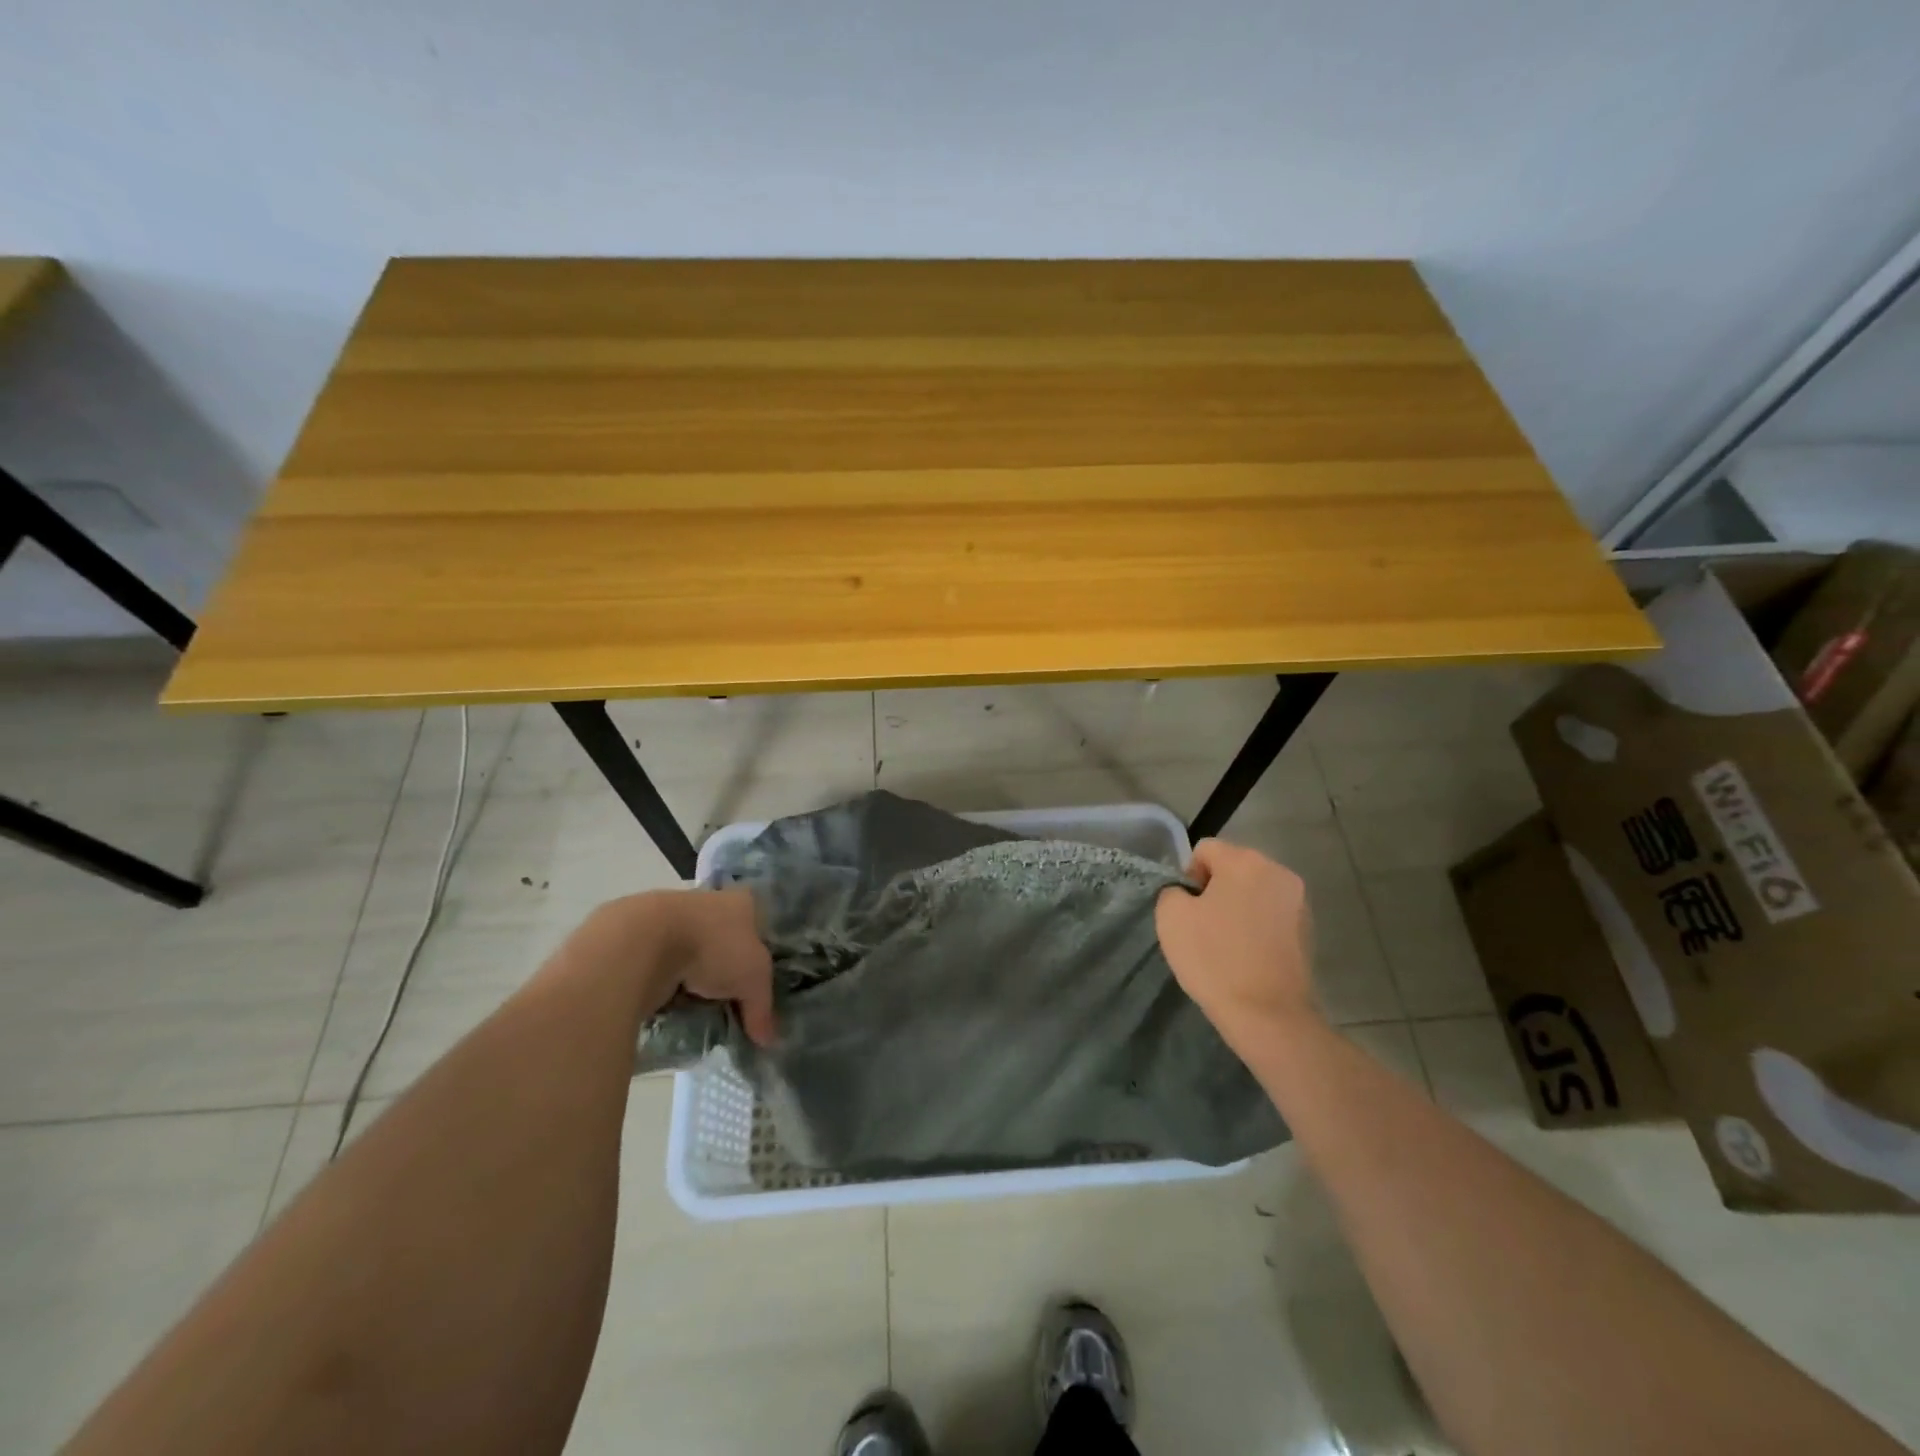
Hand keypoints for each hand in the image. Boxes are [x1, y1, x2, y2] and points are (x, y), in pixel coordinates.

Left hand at [569, 889, 776, 1045]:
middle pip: (724, 939)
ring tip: (696, 1006)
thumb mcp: (753, 981)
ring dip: (692, 975)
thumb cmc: (714, 947)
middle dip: (725, 969)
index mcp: (741, 902)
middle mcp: (708, 901)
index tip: (756, 984)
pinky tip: (668, 1002)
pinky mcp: (638, 936)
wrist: (644, 942)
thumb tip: (767, 1040)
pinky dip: (665, 981)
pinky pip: (660, 962)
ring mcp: (671, 916)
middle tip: (728, 1001)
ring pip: (690, 951)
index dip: (761, 954)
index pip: (759, 927)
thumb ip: (762, 1008)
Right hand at [1155, 839, 1317, 1049]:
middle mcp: (1278, 872)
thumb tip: (1187, 892)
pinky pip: (1270, 914)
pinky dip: (1256, 926)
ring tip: (1226, 943)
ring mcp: (1298, 902)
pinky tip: (1247, 954)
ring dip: (1237, 907)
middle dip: (1215, 889)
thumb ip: (1173, 890)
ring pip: (1253, 891)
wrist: (1267, 1015)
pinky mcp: (1308, 930)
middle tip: (1202, 926)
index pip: (1205, 850)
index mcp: (1246, 861)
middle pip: (1233, 867)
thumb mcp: (1171, 917)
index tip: (1186, 909)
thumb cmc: (1214, 959)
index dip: (1188, 876)